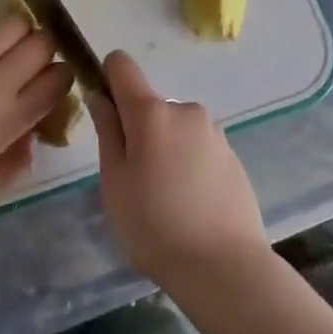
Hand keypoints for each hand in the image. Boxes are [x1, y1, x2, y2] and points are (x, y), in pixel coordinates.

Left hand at [0, 14, 72, 202]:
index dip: (65, 77)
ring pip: (14, 23)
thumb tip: (30, 141)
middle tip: (37, 60)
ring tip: (12, 43)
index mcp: (11, 116)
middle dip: (49, 49)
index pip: (58, 81)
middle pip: (43, 44)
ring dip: (22, 31)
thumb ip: (14, 165)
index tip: (55, 84)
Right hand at [88, 51, 269, 290]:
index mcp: (151, 111)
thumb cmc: (154, 226)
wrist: (225, 268)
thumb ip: (107, 131)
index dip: (108, 78)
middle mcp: (185, 110)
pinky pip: (198, 148)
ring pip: (174, 129)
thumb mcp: (115, 181)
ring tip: (165, 199)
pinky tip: (190, 204)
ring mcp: (214, 132)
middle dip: (137, 129)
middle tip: (134, 179)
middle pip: (149, 105)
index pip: (122, 65)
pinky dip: (188, 164)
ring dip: (164, 148)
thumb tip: (100, 96)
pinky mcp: (233, 156)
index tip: (105, 112)